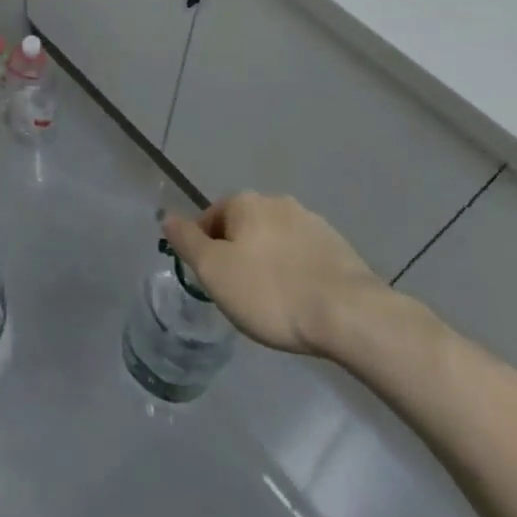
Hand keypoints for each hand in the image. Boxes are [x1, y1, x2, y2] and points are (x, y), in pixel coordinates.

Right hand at [163, 193, 384, 356]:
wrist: (349, 314)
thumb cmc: (271, 292)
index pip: (211, 218)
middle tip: (239, 294)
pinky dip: (296, 272)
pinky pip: (303, 256)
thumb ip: (187, 242)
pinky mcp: (337, 247)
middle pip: (244, 227)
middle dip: (238, 254)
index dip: (205, 249)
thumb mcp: (215, 272)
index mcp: (245, 202)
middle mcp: (276, 201)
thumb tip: (167, 217)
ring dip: (268, 262)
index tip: (212, 282)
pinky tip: (301, 302)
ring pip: (275, 240)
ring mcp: (310, 221)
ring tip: (272, 302)